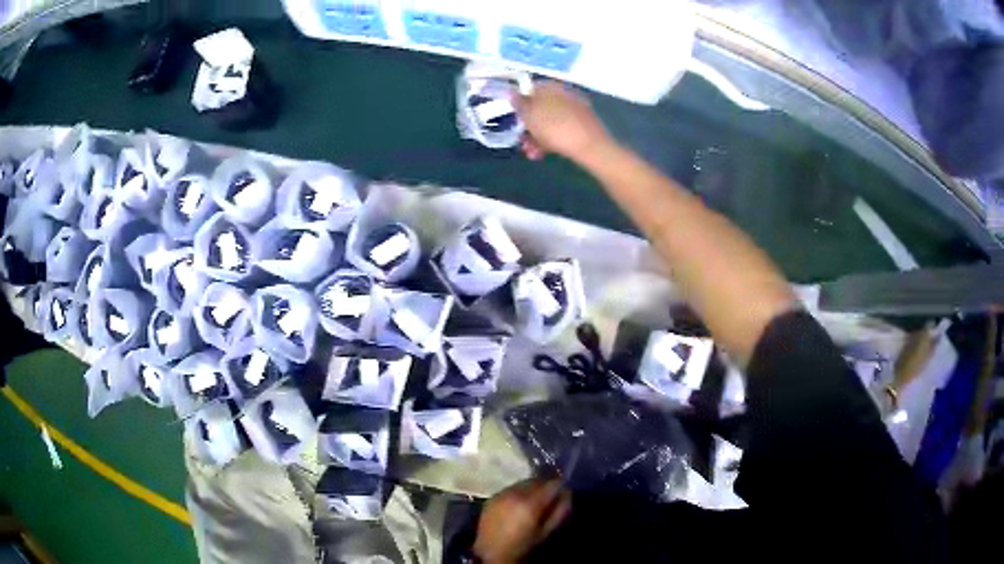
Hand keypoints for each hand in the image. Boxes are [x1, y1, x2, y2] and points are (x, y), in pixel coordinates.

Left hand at [473, 478, 571, 563]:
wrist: (492, 553)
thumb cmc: (523, 545)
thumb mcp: (546, 531)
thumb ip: (560, 511)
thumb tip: (567, 493)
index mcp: (530, 503)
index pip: (552, 484)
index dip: (560, 486)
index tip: (563, 492)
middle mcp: (515, 494)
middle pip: (536, 480)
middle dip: (545, 486)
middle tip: (548, 497)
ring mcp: (501, 494)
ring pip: (522, 483)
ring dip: (530, 488)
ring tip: (532, 501)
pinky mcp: (492, 497)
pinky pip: (510, 489)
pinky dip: (517, 492)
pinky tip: (517, 505)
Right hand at [512, 81, 611, 162]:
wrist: (590, 146)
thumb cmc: (555, 127)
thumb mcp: (530, 115)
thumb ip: (519, 103)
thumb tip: (512, 92)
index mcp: (551, 87)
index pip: (531, 88)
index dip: (520, 102)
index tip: (514, 117)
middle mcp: (564, 95)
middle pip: (540, 108)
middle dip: (527, 125)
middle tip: (520, 140)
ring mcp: (575, 111)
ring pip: (549, 121)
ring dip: (535, 137)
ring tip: (530, 153)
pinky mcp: (582, 126)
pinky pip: (560, 130)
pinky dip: (549, 140)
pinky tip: (542, 154)